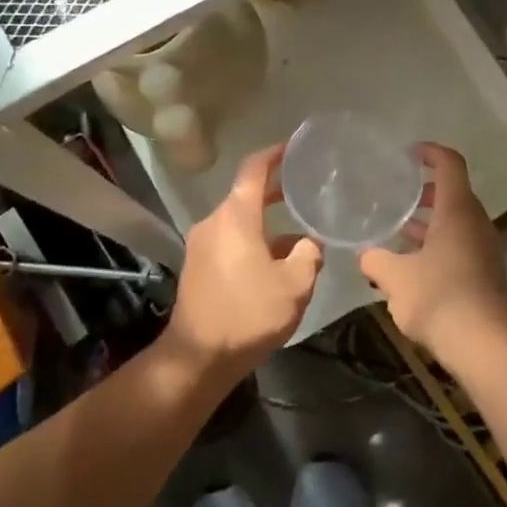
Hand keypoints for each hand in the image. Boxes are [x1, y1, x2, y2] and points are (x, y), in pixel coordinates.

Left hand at [163, 145, 320, 380]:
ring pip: (240, 222)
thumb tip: (309, 244)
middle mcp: (214, 223)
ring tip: (299, 235)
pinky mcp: (198, 268)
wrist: (198, 358)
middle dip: (276, 190)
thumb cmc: (248, 313)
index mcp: (236, 217)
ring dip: (267, 224)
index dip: (274, 154)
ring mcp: (202, 245)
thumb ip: (309, 255)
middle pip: (246, 195)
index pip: (253, 169)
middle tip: (306, 189)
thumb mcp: (295, 284)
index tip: (294, 148)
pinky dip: (253, 242)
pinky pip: (230, 241)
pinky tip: (276, 264)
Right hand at [360, 143, 506, 371]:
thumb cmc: (438, 299)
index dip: (431, 152)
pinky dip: (440, 242)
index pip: (450, 164)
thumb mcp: (395, 278)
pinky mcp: (487, 271)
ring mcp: (486, 247)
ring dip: (432, 221)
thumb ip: (376, 260)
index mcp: (457, 211)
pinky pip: (462, 243)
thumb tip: (364, 254)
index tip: (409, 154)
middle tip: (398, 196)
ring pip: (457, 221)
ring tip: (400, 230)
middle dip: (426, 191)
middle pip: (454, 192)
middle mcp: (476, 222)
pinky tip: (416, 263)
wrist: (484, 345)